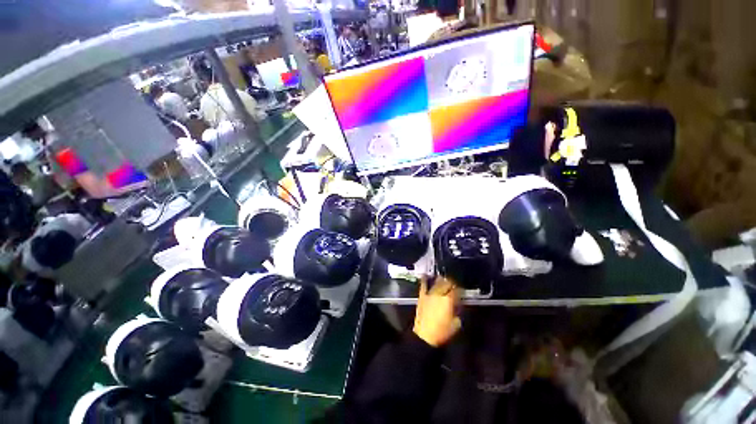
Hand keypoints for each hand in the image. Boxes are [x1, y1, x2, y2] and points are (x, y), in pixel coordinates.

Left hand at [413, 276, 460, 346]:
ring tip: (444, 278)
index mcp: (449, 300)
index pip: (456, 290)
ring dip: (441, 280)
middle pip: (446, 283)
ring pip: (436, 283)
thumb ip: (458, 314)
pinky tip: (426, 275)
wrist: (424, 335)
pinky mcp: (422, 296)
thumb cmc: (442, 332)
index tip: (461, 289)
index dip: (460, 289)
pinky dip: (425, 280)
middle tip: (454, 283)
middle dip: (451, 282)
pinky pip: (423, 285)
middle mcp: (439, 294)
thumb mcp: (456, 324)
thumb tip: (457, 310)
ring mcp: (429, 294)